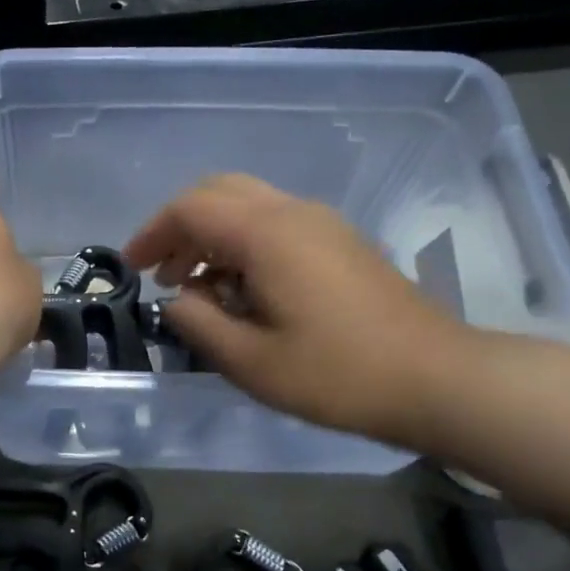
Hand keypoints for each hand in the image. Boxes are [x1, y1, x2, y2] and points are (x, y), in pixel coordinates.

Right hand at [124, 174, 469, 444]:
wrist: (436, 379)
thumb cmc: (337, 374)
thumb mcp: (250, 361)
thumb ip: (199, 324)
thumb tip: (176, 301)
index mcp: (267, 234)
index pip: (191, 207)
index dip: (153, 233)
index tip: (133, 268)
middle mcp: (293, 213)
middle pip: (219, 191)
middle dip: (180, 226)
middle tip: (162, 271)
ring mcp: (322, 224)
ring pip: (248, 204)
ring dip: (211, 234)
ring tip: (196, 286)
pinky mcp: (340, 242)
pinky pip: (275, 222)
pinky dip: (242, 242)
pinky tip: (241, 289)